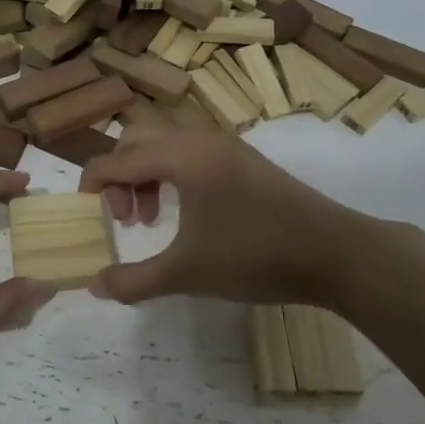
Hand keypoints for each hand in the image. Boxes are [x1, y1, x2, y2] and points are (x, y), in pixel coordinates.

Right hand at [78, 110, 374, 306]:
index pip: (117, 158)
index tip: (88, 216)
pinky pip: (192, 151)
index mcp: (181, 157)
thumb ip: (134, 280)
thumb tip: (94, 285)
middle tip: (126, 218)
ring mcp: (227, 146)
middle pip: (138, 138)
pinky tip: (186, 214)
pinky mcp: (245, 160)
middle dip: (120, 174)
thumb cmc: (255, 256)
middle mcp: (200, 139)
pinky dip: (173, 173)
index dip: (93, 184)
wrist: (336, 252)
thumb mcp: (187, 273)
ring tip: (151, 219)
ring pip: (167, 142)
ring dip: (147, 172)